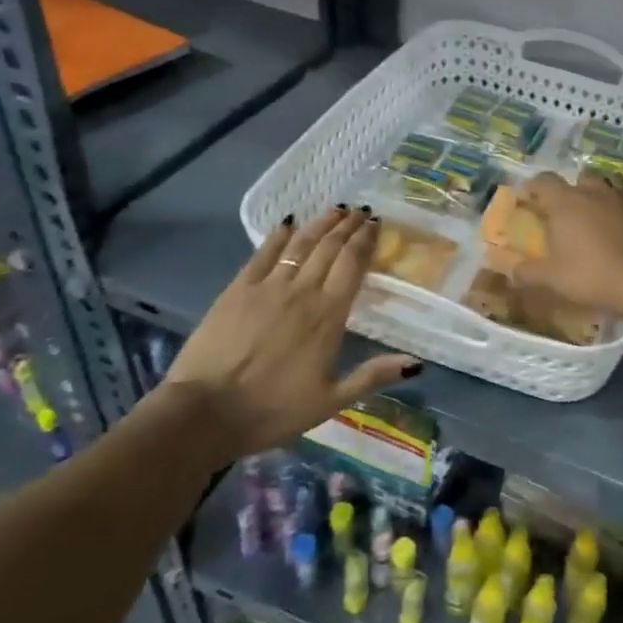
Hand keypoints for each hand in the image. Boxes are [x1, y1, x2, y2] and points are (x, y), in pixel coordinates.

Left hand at [161, 208, 419, 459]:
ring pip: (301, 244)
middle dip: (348, 226)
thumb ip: (373, 376)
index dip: (366, 240)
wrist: (206, 412)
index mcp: (329, 315)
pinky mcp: (237, 289)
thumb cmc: (273, 410)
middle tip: (360, 211)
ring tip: (334, 210)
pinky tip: (288, 223)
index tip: (376, 224)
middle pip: (330, 248)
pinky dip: (278, 236)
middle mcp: (303, 291)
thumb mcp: (331, 400)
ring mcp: (267, 286)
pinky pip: (263, 253)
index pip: (353, 265)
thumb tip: (416, 362)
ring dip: (320, 224)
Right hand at [513, 172, 622, 319]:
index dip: (533, 188)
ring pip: (612, 184)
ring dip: (602, 194)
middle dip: (573, 189)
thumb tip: (510, 271)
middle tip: (567, 210)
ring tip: (598, 214)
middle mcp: (596, 193)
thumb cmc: (592, 275)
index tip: (528, 200)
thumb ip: (528, 273)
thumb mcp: (552, 279)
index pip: (544, 181)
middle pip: (581, 177)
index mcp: (567, 202)